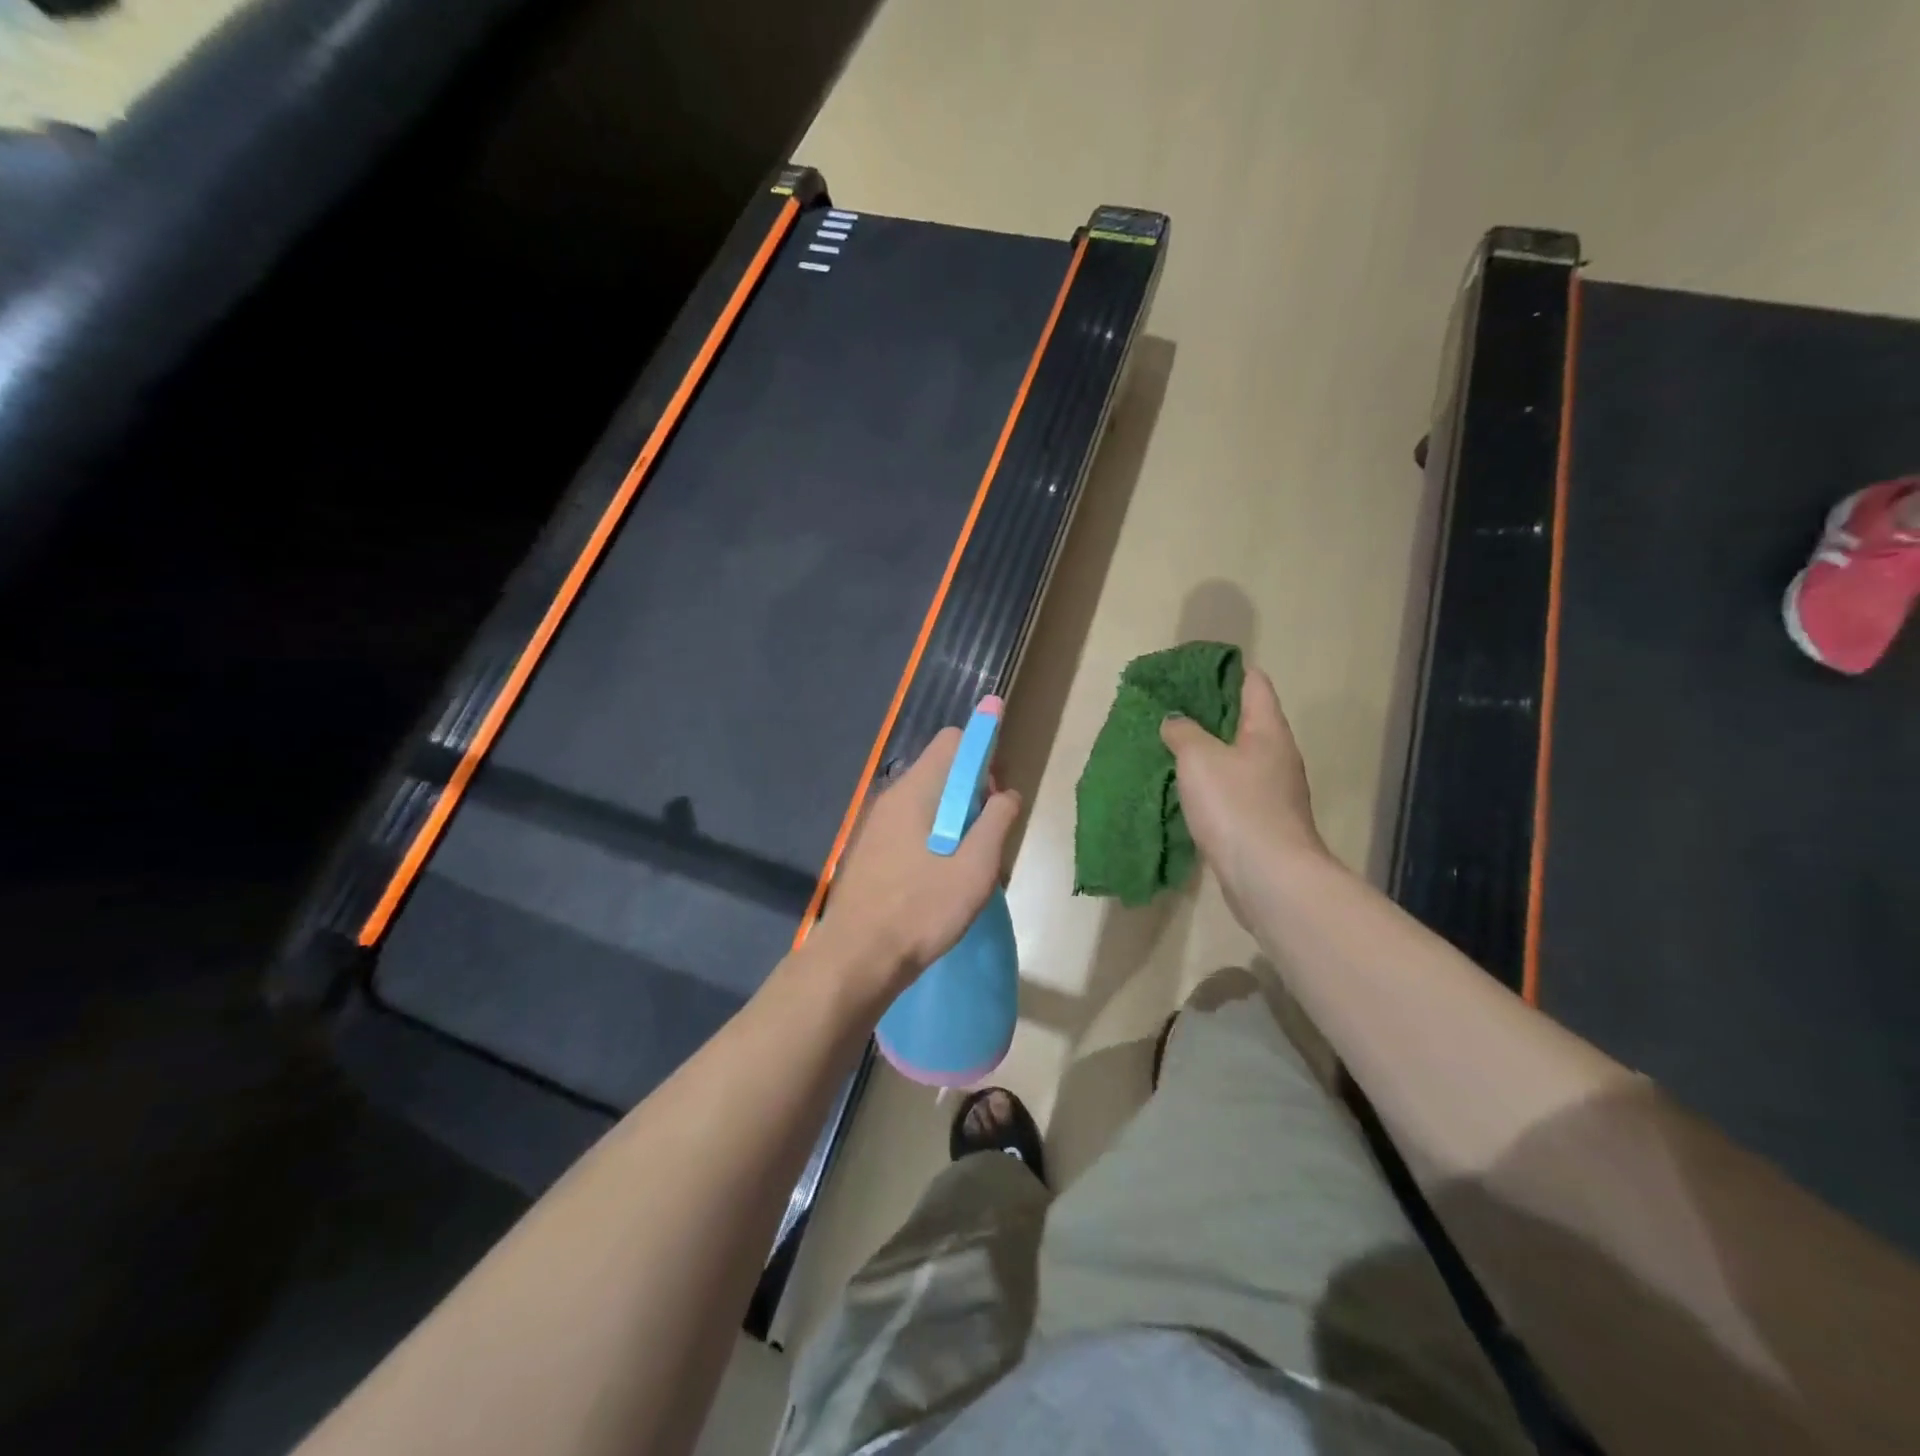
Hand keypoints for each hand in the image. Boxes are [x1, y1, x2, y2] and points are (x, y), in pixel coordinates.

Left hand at [813, 727, 1021, 993]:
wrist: (857, 958)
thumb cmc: (922, 909)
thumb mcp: (975, 867)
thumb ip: (996, 821)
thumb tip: (1007, 794)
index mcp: (916, 790)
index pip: (954, 740)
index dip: (983, 755)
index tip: (996, 794)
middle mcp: (892, 797)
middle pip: (942, 771)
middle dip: (973, 794)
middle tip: (988, 838)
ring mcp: (877, 824)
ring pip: (929, 803)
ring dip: (956, 822)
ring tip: (968, 866)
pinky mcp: (872, 850)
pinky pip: (912, 827)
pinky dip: (935, 839)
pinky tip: (942, 880)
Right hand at [1160, 666, 1326, 923]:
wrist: (1269, 877)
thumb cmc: (1237, 806)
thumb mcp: (1199, 759)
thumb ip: (1183, 732)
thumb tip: (1175, 721)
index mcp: (1268, 730)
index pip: (1253, 683)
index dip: (1225, 670)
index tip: (1191, 669)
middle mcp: (1277, 755)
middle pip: (1245, 719)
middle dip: (1209, 712)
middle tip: (1170, 708)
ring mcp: (1273, 791)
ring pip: (1237, 757)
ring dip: (1208, 751)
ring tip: (1171, 746)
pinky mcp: (1262, 821)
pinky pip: (1233, 789)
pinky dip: (1210, 782)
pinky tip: (1185, 789)